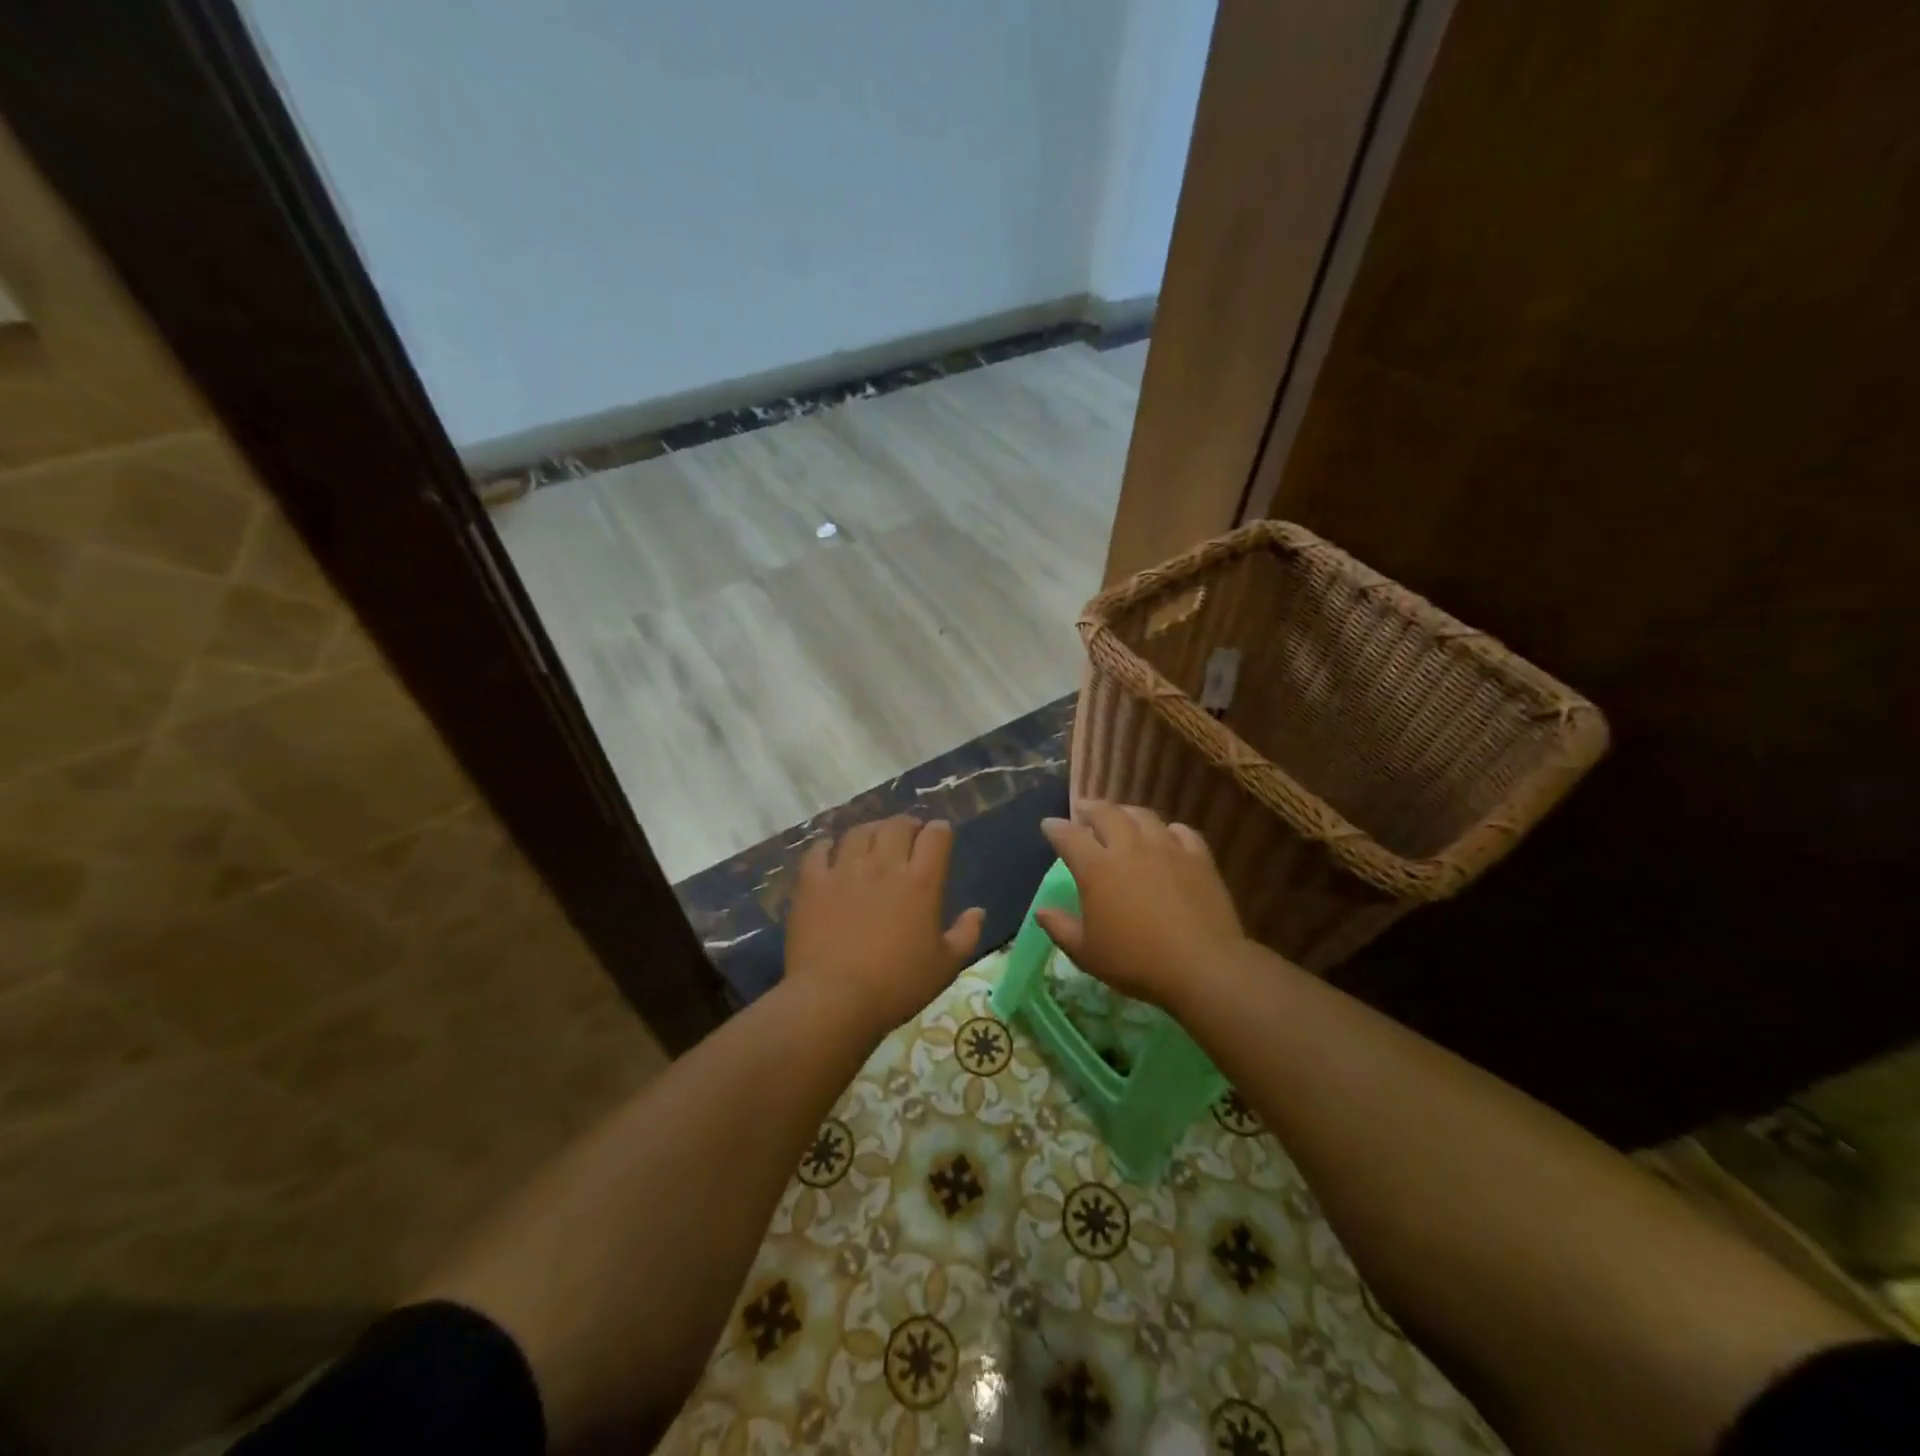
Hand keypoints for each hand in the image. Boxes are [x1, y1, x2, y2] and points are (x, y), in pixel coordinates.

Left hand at [783, 816, 984, 1039]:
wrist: (833, 1000)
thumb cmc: (896, 986)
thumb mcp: (945, 967)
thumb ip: (966, 935)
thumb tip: (978, 912)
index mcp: (921, 882)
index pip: (936, 836)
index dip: (940, 832)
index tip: (940, 838)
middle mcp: (884, 865)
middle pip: (897, 825)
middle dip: (908, 825)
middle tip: (909, 836)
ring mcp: (844, 870)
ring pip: (860, 832)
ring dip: (872, 831)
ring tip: (873, 841)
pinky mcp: (812, 883)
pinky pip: (819, 850)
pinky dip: (828, 846)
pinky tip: (831, 852)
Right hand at [1036, 802, 1246, 1013]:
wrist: (1201, 967)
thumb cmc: (1135, 962)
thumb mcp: (1086, 953)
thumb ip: (1060, 928)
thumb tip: (1041, 911)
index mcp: (1096, 869)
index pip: (1069, 836)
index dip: (1055, 828)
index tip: (1049, 824)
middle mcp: (1129, 848)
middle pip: (1106, 814)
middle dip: (1090, 808)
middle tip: (1083, 809)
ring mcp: (1167, 849)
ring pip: (1143, 816)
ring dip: (1126, 812)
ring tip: (1121, 815)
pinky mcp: (1198, 858)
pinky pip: (1181, 832)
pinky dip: (1168, 829)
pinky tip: (1167, 834)